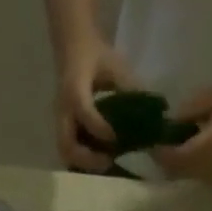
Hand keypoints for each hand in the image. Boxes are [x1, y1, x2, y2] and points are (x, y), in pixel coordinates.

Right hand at [54, 38, 136, 171]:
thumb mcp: (115, 65)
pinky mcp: (63, 126)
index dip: (100, 128)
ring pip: (65, 151)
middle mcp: (63, 110)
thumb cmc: (95, 54)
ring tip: (105, 163)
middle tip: (109, 161)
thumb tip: (151, 111)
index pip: (84, 113)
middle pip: (67, 144)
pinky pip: (68, 149)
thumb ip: (130, 87)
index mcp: (75, 90)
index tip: (117, 138)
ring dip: (83, 162)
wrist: (72, 47)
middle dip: (87, 158)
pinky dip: (81, 158)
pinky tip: (99, 158)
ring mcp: (60, 121)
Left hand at [151, 82, 211, 181]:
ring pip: (183, 176)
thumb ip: (187, 112)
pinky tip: (185, 151)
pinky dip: (184, 167)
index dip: (160, 152)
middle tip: (157, 144)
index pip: (175, 158)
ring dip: (173, 165)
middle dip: (163, 160)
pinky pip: (193, 176)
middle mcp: (211, 166)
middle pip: (175, 172)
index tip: (151, 141)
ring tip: (169, 146)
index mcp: (211, 146)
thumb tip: (167, 123)